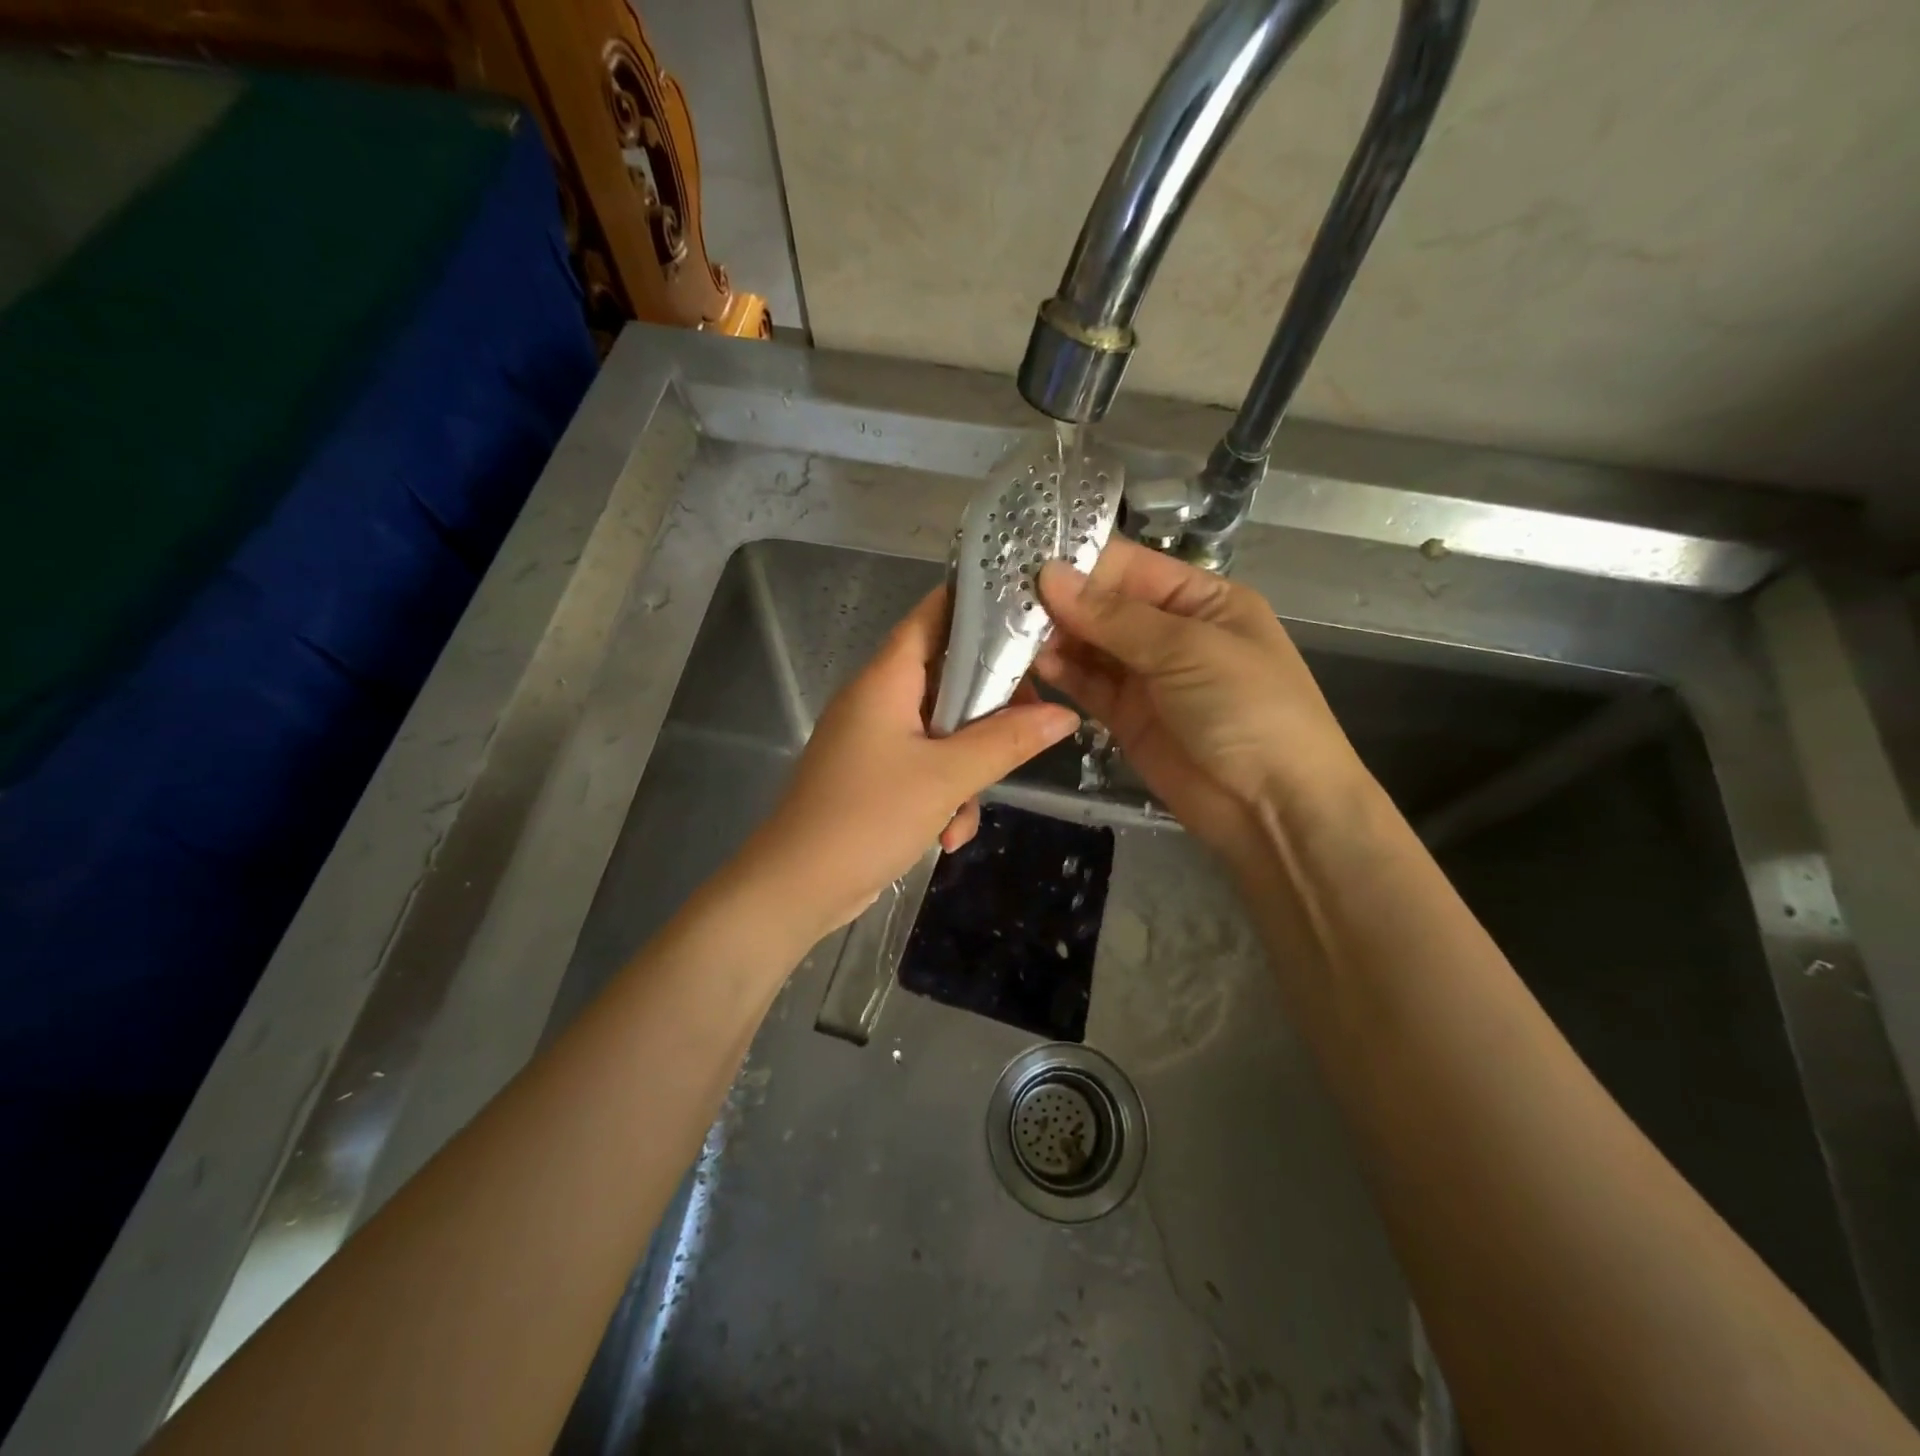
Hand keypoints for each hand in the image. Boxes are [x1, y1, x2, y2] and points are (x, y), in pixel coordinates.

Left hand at [744, 586, 1080, 937]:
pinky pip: (925, 768)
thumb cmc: (868, 817)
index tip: (1029, 617)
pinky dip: (943, 797)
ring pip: (944, 732)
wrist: (797, 887)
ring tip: (967, 813)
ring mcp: (874, 740)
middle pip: (949, 678)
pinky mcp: (874, 776)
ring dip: (967, 770)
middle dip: (990, 710)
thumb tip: (1066, 713)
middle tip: (1029, 728)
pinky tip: (946, 837)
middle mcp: (879, 700)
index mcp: (887, 679)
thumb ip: (1007, 741)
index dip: (979, 606)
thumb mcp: (946, 778)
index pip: (934, 614)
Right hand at [1035, 537, 1366, 862]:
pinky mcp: (1126, 717)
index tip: (1022, 560)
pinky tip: (1031, 664)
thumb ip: (1114, 616)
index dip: (1079, 562)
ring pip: (1090, 646)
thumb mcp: (1187, 649)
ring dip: (1053, 638)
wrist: (1273, 808)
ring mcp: (1146, 676)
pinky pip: (1088, 685)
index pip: (1129, 567)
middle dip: (1058, 601)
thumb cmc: (1247, 709)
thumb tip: (1050, 575)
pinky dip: (1062, 674)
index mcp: (1200, 599)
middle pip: (1103, 606)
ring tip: (1005, 630)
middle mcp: (1170, 631)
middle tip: (1000, 597)